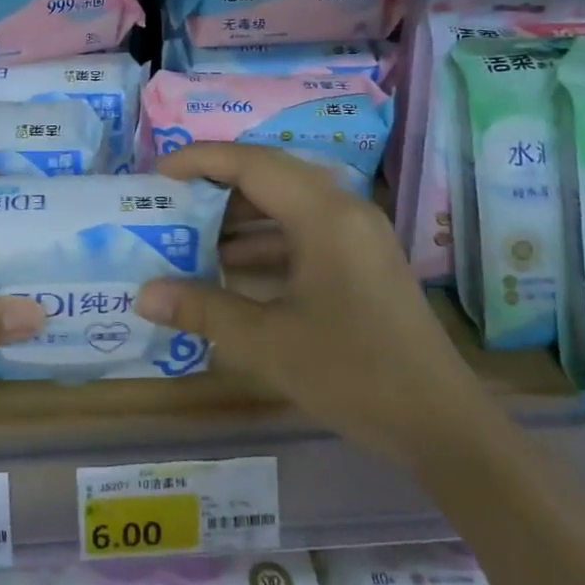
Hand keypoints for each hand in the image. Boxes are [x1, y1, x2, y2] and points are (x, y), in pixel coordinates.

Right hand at [134, 142, 469, 458]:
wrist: (442, 424)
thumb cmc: (353, 373)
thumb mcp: (266, 343)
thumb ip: (202, 310)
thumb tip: (143, 295)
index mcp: (324, 214)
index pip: (251, 163)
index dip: (199, 160)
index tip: (156, 175)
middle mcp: (344, 210)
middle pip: (269, 175)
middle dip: (215, 186)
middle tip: (170, 204)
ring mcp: (358, 234)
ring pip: (287, 204)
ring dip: (240, 217)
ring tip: (191, 237)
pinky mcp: (363, 260)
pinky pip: (304, 231)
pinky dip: (265, 242)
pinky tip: (232, 270)